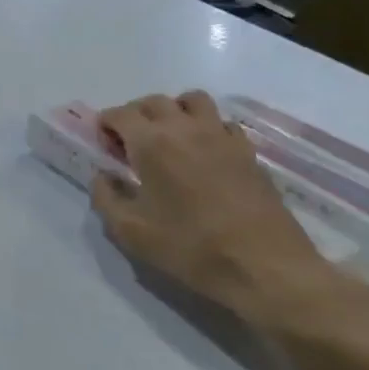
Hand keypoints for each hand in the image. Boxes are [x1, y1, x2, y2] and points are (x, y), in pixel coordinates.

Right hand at [90, 92, 368, 338]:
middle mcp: (185, 129)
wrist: (266, 268)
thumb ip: (105, 197)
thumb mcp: (131, 232)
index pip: (120, 114)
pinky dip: (206, 127)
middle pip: (154, 101)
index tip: (104, 144)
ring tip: (169, 137)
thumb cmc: (191, 248)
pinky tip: (203, 152)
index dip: (106, 125)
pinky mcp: (248, 152)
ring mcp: (221, 137)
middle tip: (130, 142)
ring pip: (192, 101)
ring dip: (174, 110)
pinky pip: (222, 122)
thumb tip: (102, 176)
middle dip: (135, 115)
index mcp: (152, 143)